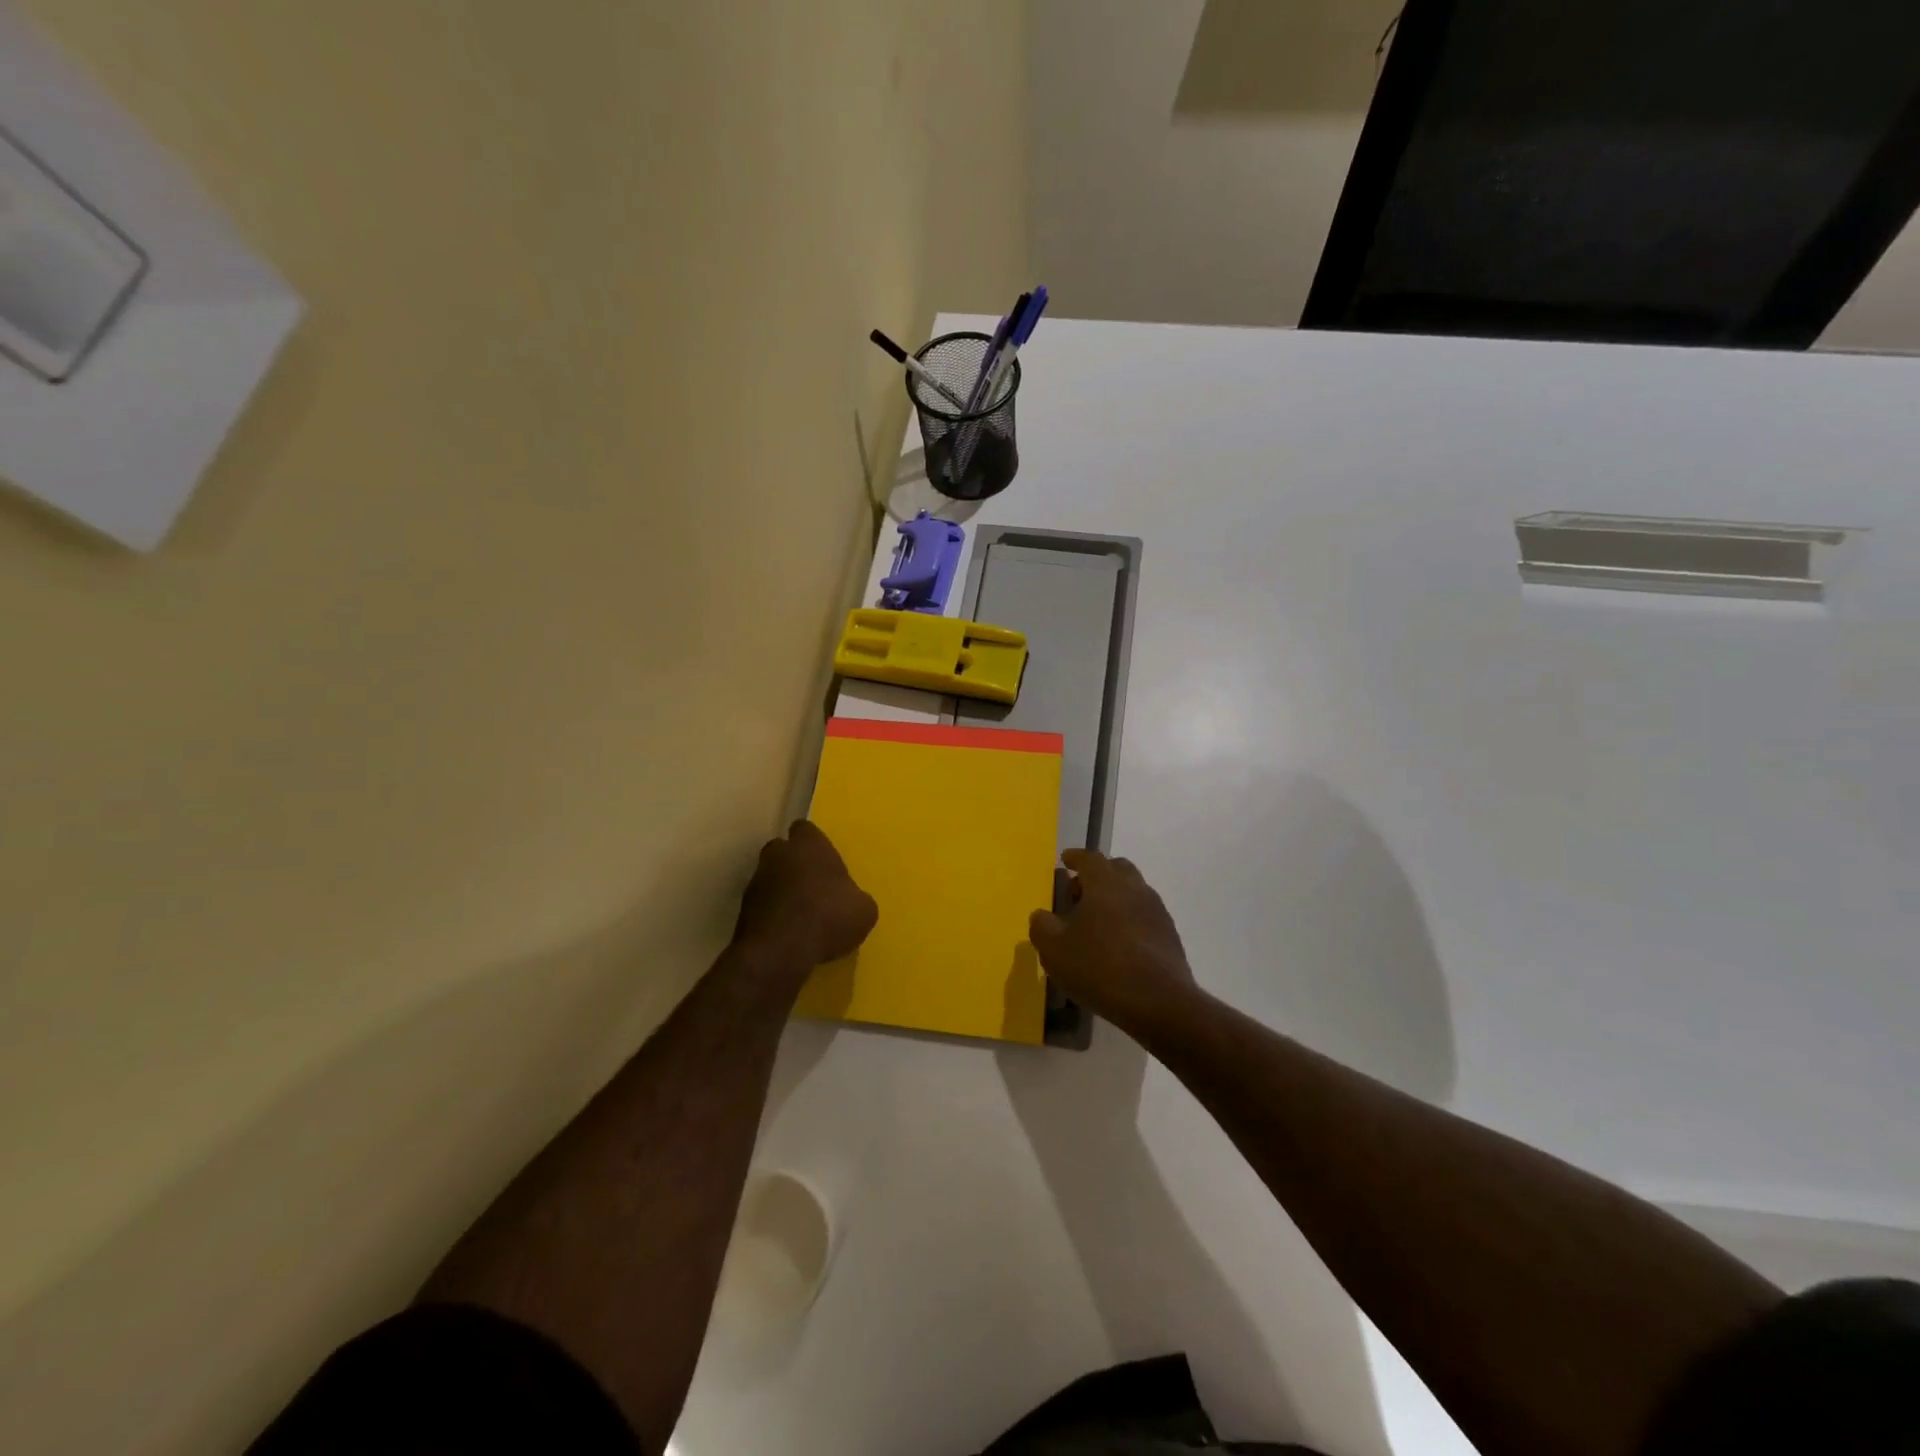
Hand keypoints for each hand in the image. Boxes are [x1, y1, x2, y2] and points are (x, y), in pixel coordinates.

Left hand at [735, 820, 877, 968]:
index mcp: (809, 846)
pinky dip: (771, 913)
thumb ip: (855, 897)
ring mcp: (756, 881)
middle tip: (812, 885)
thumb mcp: (864, 910)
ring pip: (769, 877)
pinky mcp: (742, 910)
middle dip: (794, 863)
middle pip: (783, 850)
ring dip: (781, 889)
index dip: (814, 843)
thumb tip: (850, 901)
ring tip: (799, 914)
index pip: (805, 829)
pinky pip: (761, 904)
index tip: (824, 860)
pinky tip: (786, 932)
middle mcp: (779, 855)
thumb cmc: (829, 918)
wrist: (780, 952)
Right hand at [1029, 849, 1198, 1036]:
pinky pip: (1144, 916)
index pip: (1089, 858)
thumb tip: (1042, 915)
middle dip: (1097, 875)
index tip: (1066, 860)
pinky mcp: (1169, 935)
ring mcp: (1156, 911)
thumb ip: (1042, 926)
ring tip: (1097, 924)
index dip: (1075, 858)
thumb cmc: (1099, 966)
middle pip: (1116, 869)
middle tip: (1079, 895)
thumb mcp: (1054, 949)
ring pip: (1133, 892)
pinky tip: (1118, 945)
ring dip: (1114, 899)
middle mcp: (1134, 888)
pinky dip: (1129, 920)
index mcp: (1105, 882)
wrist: (1159, 1002)